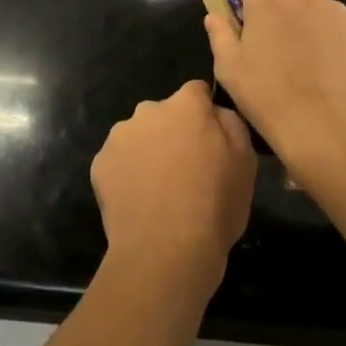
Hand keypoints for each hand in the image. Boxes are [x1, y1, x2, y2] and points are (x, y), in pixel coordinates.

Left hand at [91, 80, 255, 294]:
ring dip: (148, 152)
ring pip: (139, 136)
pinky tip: (139, 203)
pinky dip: (127, 175)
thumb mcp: (245, 163)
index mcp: (186, 105)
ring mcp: (120, 135)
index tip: (211, 142)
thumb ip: (231, 124)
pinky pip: (118, 162)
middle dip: (173, 133)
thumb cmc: (214, 206)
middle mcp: (149, 109)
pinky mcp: (100, 163)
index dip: (205, 115)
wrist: (165, 253)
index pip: (198, 92)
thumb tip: (216, 113)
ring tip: (160, 192)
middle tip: (185, 171)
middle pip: (165, 114)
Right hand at [206, 0, 345, 173]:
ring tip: (300, 47)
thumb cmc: (268, 96)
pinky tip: (324, 62)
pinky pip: (336, 21)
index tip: (243, 18)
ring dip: (303, 10)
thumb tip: (214, 16)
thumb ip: (220, 34)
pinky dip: (327, 32)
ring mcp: (334, 11)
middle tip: (271, 27)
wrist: (326, 128)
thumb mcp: (229, 69)